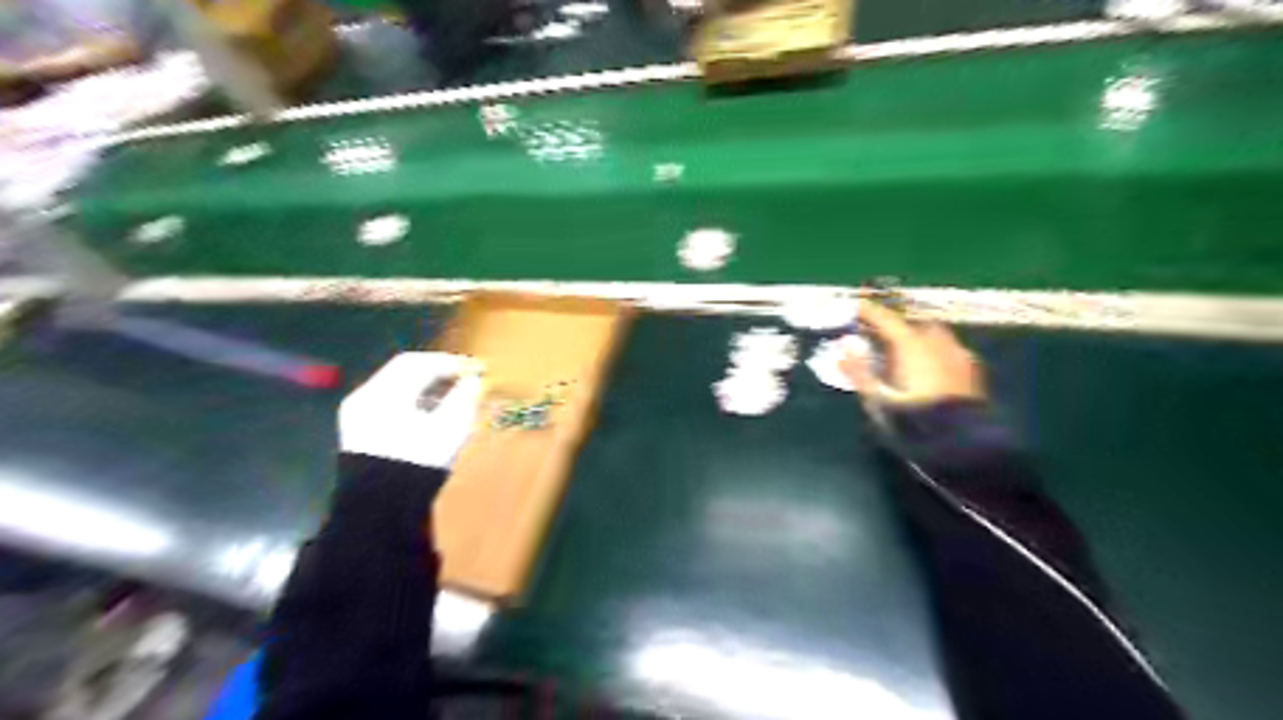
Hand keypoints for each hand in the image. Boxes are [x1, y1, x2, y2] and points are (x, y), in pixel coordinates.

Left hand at [336, 352, 482, 468]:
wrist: (382, 507)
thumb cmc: (418, 461)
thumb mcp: (450, 427)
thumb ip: (464, 397)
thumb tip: (474, 380)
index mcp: (383, 392)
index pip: (418, 363)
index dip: (450, 362)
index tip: (475, 368)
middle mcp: (365, 397)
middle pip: (404, 373)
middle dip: (438, 374)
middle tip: (466, 379)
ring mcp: (358, 416)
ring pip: (397, 389)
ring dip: (427, 388)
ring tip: (454, 397)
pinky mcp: (359, 434)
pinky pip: (389, 406)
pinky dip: (413, 403)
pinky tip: (433, 414)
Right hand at [839, 302, 985, 406]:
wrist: (960, 443)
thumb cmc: (911, 420)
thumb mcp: (876, 399)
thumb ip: (858, 371)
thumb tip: (844, 347)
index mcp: (911, 344)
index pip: (886, 319)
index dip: (868, 311)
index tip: (854, 305)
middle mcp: (937, 342)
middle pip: (913, 323)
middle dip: (897, 324)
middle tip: (880, 332)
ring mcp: (958, 355)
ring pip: (934, 335)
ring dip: (918, 336)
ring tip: (905, 349)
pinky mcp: (972, 371)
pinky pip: (950, 351)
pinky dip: (935, 351)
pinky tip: (931, 366)